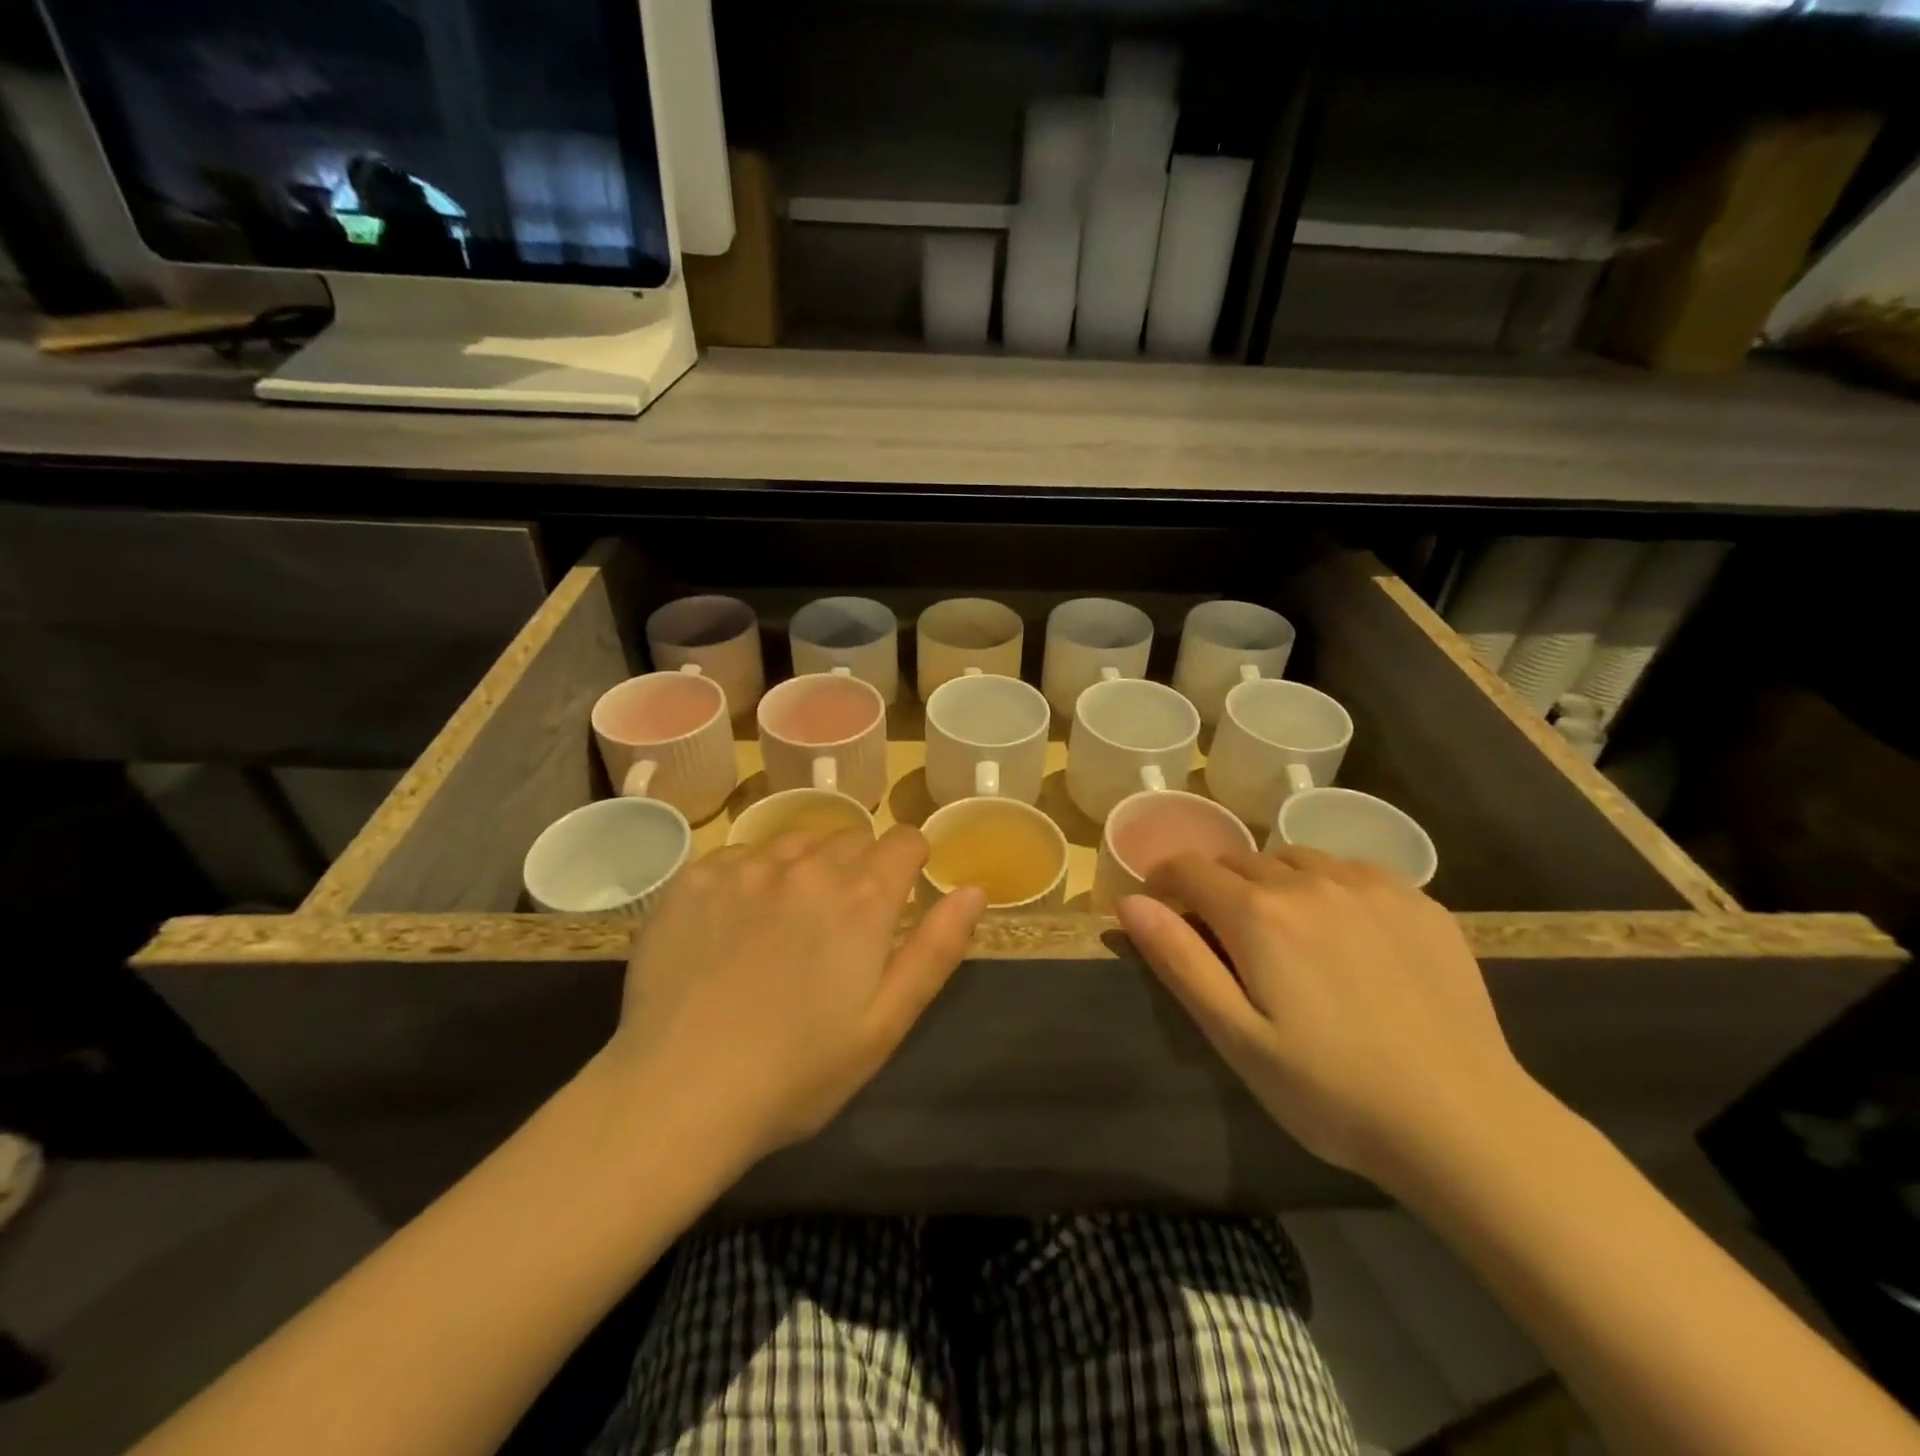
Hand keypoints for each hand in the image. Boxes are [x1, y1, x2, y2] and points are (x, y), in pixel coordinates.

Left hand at [603, 826, 985, 1166]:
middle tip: (840, 926)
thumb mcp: (885, 1024)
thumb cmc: (796, 1072)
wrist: (677, 1094)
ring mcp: (744, 866)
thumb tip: (973, 890)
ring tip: (786, 923)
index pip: (904, 840)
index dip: (911, 862)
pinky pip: (739, 856)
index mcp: (862, 898)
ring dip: (805, 868)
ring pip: (795, 841)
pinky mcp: (693, 878)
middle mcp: (806, 865)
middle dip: (858, 869)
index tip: (900, 893)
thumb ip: (936, 950)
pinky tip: (734, 926)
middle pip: (850, 839)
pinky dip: (751, 878)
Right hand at [1116, 848, 1536, 1190]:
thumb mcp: (1237, 1037)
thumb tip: (1129, 902)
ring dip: (1272, 883)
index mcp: (1259, 914)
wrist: (1465, 1124)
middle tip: (1226, 940)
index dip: (1164, 882)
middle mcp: (1311, 881)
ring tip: (1284, 935)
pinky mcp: (1418, 900)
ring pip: (1295, 860)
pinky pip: (1350, 870)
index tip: (1162, 909)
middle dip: (1217, 887)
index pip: (1189, 868)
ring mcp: (1370, 886)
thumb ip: (1179, 961)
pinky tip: (1345, 934)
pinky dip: (1328, 886)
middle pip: (1240, 861)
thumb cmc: (1330, 1091)